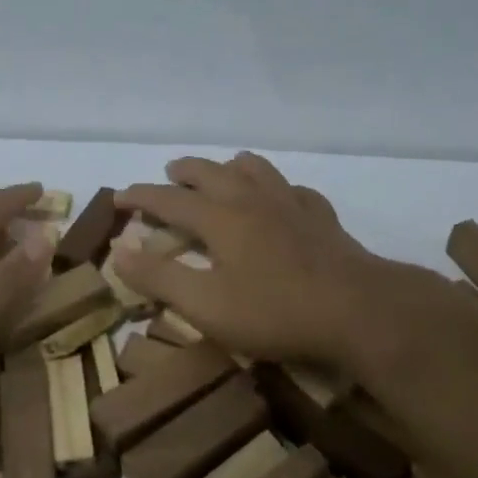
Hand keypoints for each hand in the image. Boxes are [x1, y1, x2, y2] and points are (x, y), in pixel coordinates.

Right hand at [115, 154, 398, 367]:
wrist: (359, 310)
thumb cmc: (276, 311)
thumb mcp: (206, 305)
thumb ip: (160, 277)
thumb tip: (119, 250)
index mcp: (220, 218)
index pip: (169, 199)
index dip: (141, 196)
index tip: (118, 197)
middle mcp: (252, 200)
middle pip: (211, 172)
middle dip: (184, 171)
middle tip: (169, 173)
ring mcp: (291, 205)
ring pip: (256, 169)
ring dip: (231, 166)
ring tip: (223, 170)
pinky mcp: (322, 219)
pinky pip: (294, 189)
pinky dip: (277, 188)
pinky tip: (282, 198)